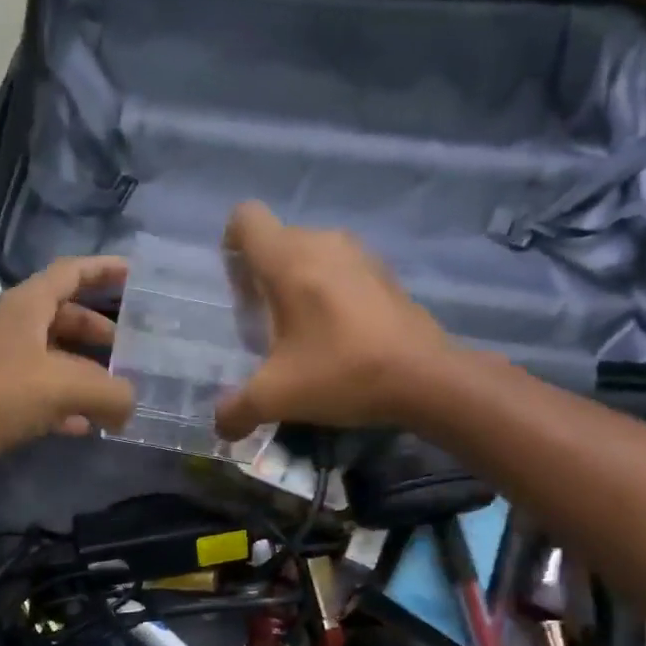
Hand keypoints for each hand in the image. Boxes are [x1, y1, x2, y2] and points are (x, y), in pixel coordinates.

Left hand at [0, 255, 135, 496]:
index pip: (71, 273)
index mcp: (27, 307)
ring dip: (87, 373)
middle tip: (136, 350)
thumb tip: (130, 405)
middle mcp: (14, 329)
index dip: (104, 270)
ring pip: (55, 360)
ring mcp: (1, 366)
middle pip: (66, 318)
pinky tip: (87, 427)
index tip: (136, 275)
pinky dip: (66, 407)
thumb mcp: (63, 386)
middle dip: (102, 331)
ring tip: (120, 391)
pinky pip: (41, 397)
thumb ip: (110, 392)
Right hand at [215, 201, 451, 440]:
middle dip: (261, 275)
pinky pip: (340, 268)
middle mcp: (322, 242)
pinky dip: (329, 290)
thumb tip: (220, 426)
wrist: (425, 378)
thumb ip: (236, 409)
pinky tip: (338, 334)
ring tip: (301, 331)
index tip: (239, 289)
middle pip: (276, 240)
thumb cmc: (341, 373)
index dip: (232, 245)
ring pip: (310, 253)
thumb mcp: (277, 398)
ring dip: (297, 283)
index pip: (246, 218)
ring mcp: (359, 253)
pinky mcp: (384, 272)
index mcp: (288, 260)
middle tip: (264, 324)